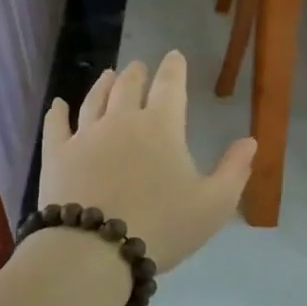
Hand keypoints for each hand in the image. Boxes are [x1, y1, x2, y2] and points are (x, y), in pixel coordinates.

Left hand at [38, 52, 256, 269]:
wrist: (95, 249)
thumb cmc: (163, 227)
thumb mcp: (214, 204)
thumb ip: (235, 170)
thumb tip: (250, 140)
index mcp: (162, 128)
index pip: (170, 86)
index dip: (174, 68)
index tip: (174, 56)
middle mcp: (122, 121)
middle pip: (129, 86)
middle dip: (137, 73)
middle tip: (139, 67)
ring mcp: (85, 136)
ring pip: (94, 99)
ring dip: (104, 84)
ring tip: (109, 75)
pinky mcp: (57, 155)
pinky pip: (56, 125)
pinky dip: (58, 112)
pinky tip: (58, 105)